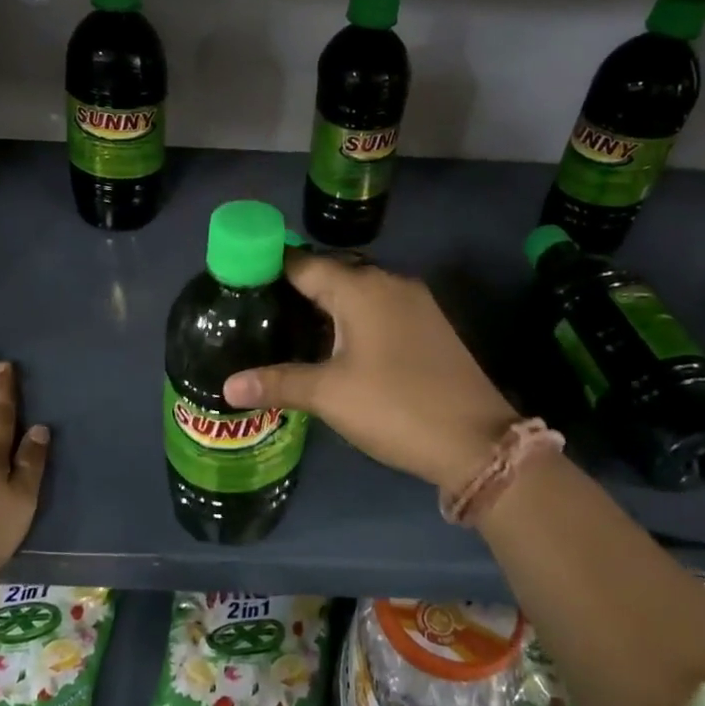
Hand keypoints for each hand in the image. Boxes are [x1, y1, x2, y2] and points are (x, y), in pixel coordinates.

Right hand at [222, 252, 516, 490]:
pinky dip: (351, 318)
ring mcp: (415, 304)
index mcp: (362, 289)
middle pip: (331, 274)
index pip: (304, 264)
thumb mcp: (330, 395)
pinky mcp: (429, 326)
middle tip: (257, 310)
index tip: (239, 281)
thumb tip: (228, 385)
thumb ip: (278, 383)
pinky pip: (378, 309)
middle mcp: (390, 283)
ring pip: (358, 292)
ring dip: (325, 305)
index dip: (270, 267)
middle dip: (295, 288)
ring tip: (287, 326)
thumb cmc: (395, 407)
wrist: (477, 441)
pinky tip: (333, 344)